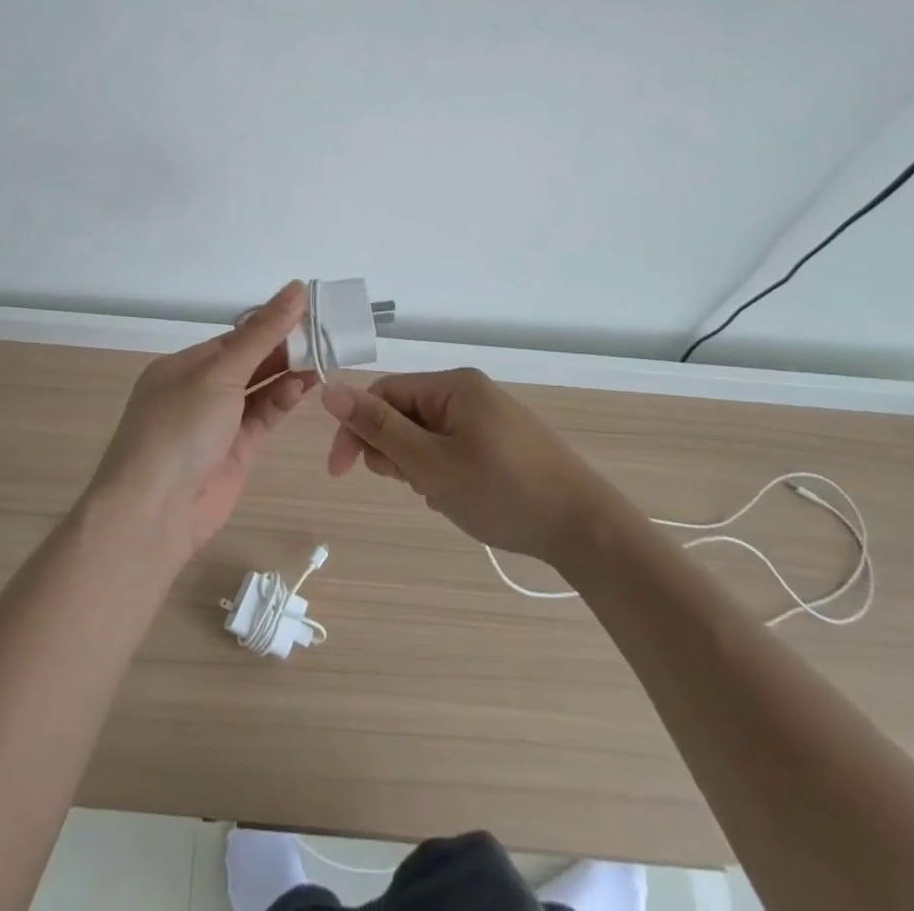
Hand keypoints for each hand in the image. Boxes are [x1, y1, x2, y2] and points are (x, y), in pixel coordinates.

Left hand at [89, 281, 316, 554]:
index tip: (309, 309)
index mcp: (184, 365)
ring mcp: (218, 423)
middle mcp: (199, 390)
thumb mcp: (221, 373)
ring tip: (324, 356)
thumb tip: (296, 287)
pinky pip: (264, 416)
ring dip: (288, 373)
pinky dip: (283, 400)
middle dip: (284, 347)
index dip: (271, 322)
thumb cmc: (180, 428)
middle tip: (326, 333)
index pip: (235, 336)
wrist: (154, 513)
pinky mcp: (236, 451)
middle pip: (249, 360)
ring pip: (259, 389)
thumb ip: (262, 333)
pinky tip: (306, 385)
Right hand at [322, 369, 612, 563]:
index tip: (342, 473)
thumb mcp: (431, 464)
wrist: (584, 528)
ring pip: (425, 435)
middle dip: (395, 452)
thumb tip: (329, 389)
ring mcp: (488, 416)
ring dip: (419, 466)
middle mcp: (469, 391)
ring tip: (443, 495)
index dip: (356, 429)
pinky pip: (451, 448)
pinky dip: (443, 472)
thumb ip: (379, 428)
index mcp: (452, 385)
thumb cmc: (503, 492)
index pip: (383, 393)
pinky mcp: (501, 441)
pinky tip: (460, 497)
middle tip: (416, 485)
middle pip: (404, 413)